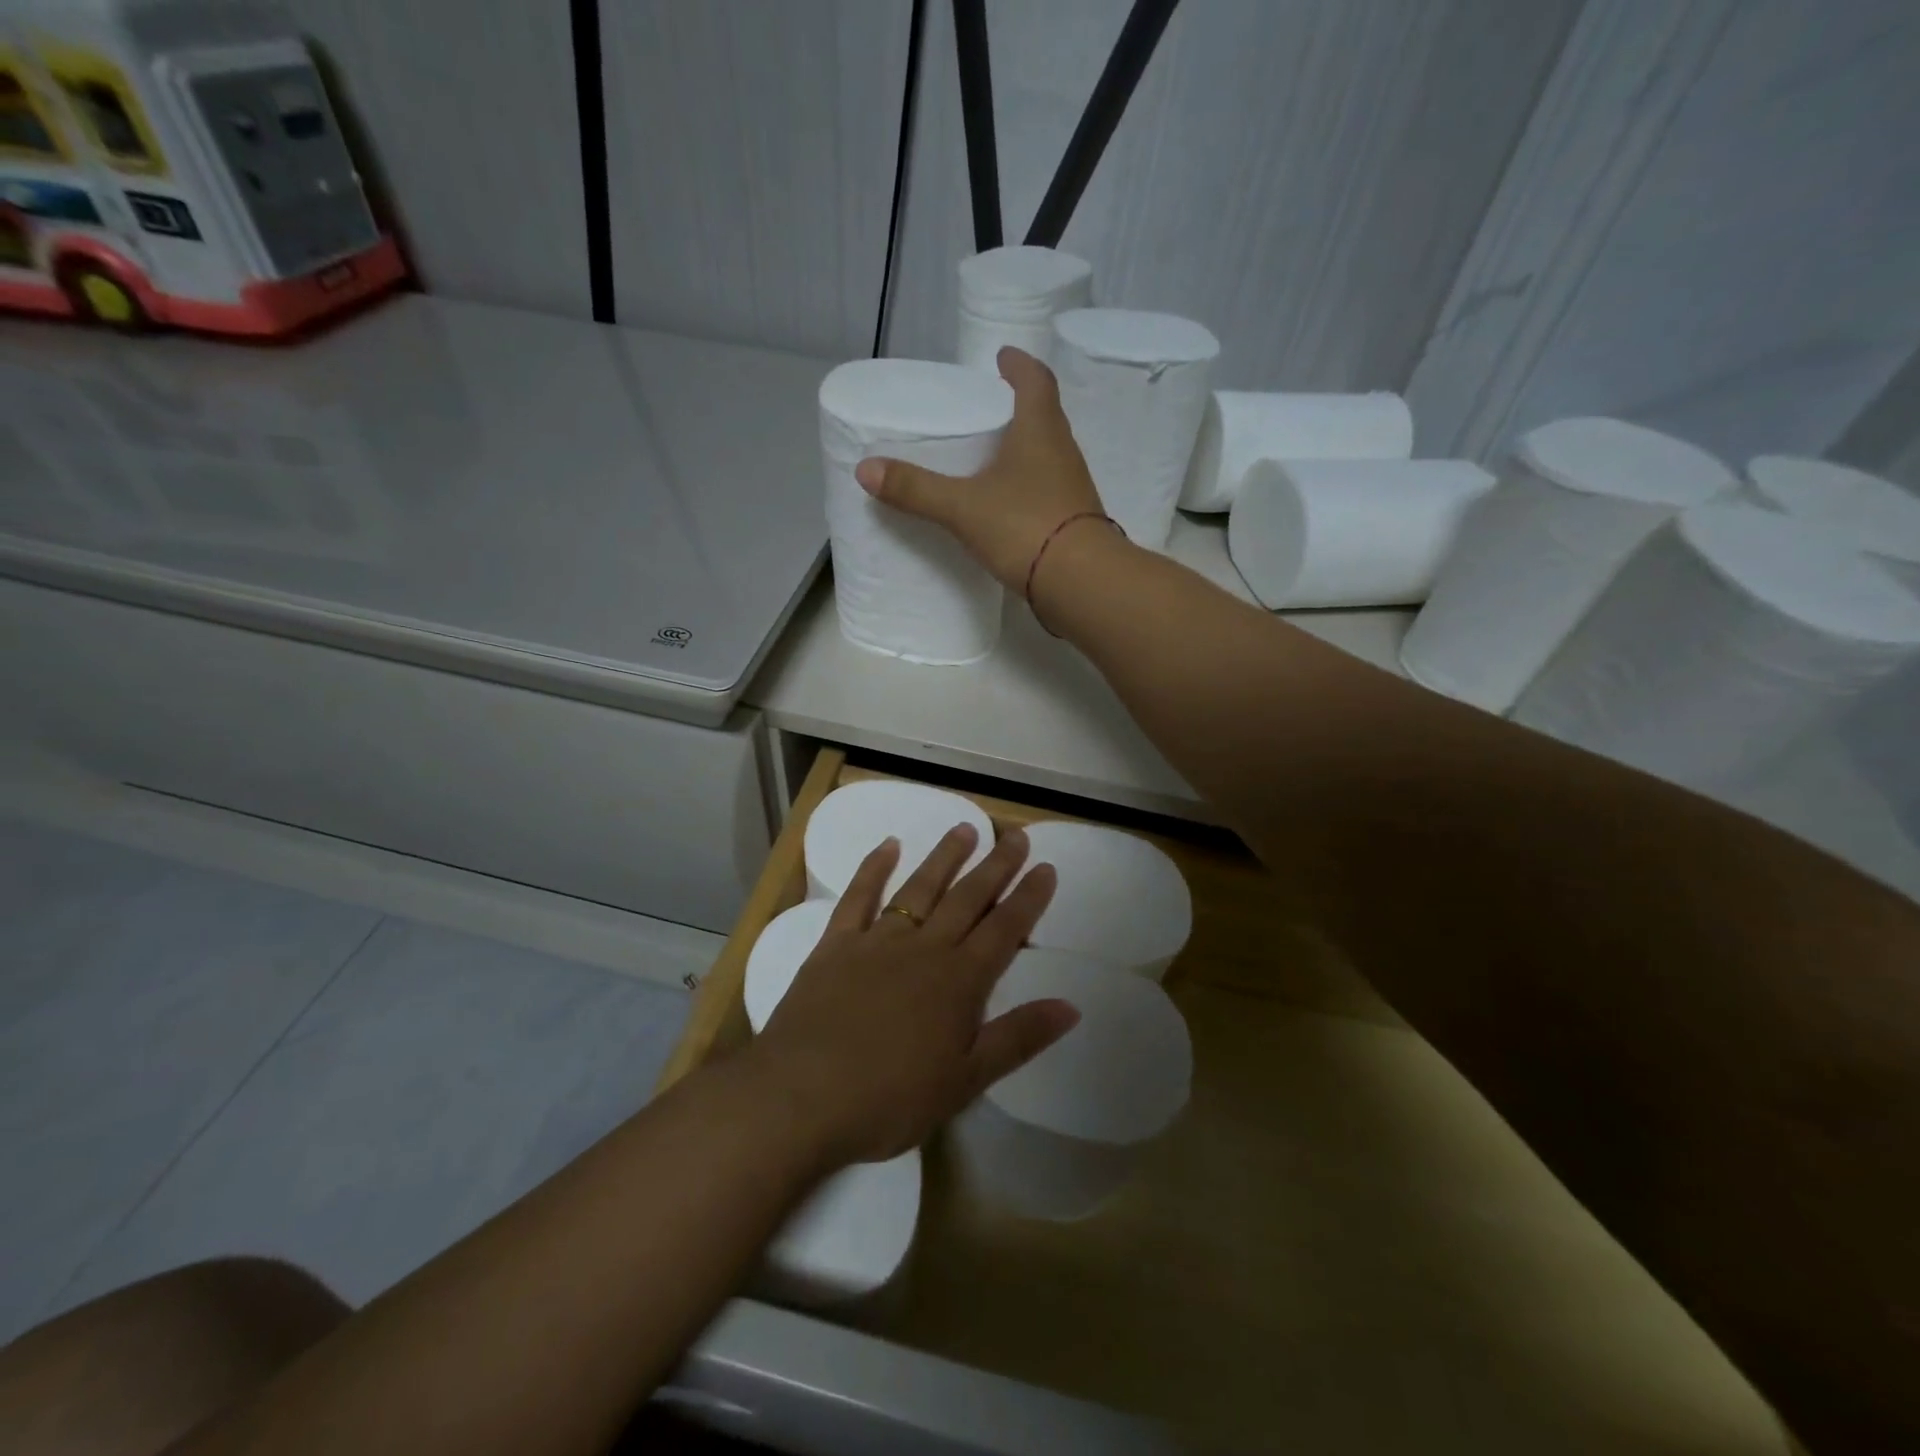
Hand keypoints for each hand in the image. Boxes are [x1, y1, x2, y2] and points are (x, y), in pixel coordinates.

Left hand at [747, 823, 1077, 1166]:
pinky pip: (859, 897)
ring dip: (945, 857)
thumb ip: (1018, 1038)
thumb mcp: (966, 1080)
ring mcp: (877, 941)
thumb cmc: (891, 1098)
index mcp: (958, 981)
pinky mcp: (836, 945)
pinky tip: (888, 845)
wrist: (802, 1096)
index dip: (1028, 898)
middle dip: (995, 865)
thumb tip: (1071, 1006)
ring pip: (920, 888)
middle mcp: (924, 949)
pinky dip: (874, 868)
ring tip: (965, 828)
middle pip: (967, 898)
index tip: (1045, 867)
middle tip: (1015, 835)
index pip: (1004, 929)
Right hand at [854, 348, 1104, 590]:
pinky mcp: (1075, 520)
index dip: (1019, 365)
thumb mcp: (963, 507)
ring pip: (1049, 454)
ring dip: (1026, 447)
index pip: (1035, 381)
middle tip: (992, 407)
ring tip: (996, 454)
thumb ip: (917, 489)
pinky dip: (1029, 485)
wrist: (1082, 582)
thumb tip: (865, 469)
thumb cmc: (1025, 526)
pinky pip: (1050, 489)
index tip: (1003, 357)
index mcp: (1040, 430)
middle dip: (1021, 405)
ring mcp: (1073, 488)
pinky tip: (1009, 503)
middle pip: (1045, 415)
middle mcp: (1063, 451)